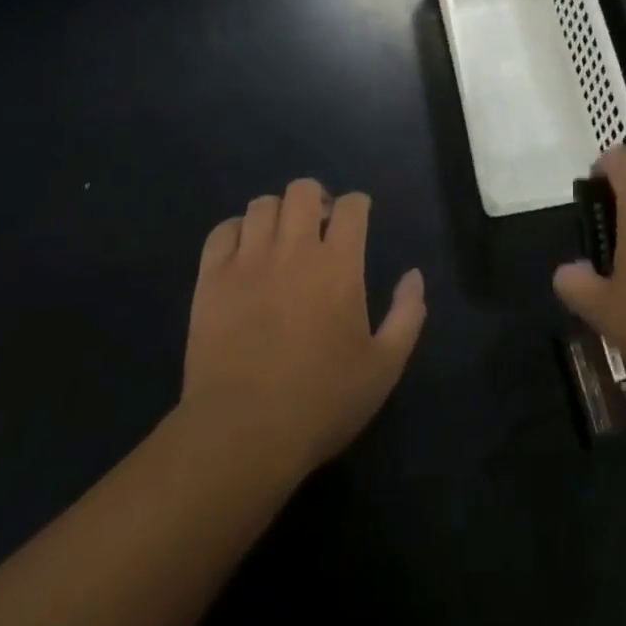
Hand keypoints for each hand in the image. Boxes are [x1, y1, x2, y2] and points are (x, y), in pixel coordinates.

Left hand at [181, 179, 425, 481]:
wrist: (242, 435)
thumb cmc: (321, 402)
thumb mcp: (384, 367)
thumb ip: (407, 315)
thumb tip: (414, 275)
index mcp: (338, 265)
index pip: (351, 206)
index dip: (358, 205)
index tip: (358, 219)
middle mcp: (294, 249)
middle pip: (302, 190)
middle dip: (315, 199)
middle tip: (318, 226)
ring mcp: (248, 261)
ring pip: (261, 205)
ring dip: (277, 214)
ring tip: (280, 238)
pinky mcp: (211, 280)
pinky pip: (222, 231)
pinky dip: (236, 231)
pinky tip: (244, 253)